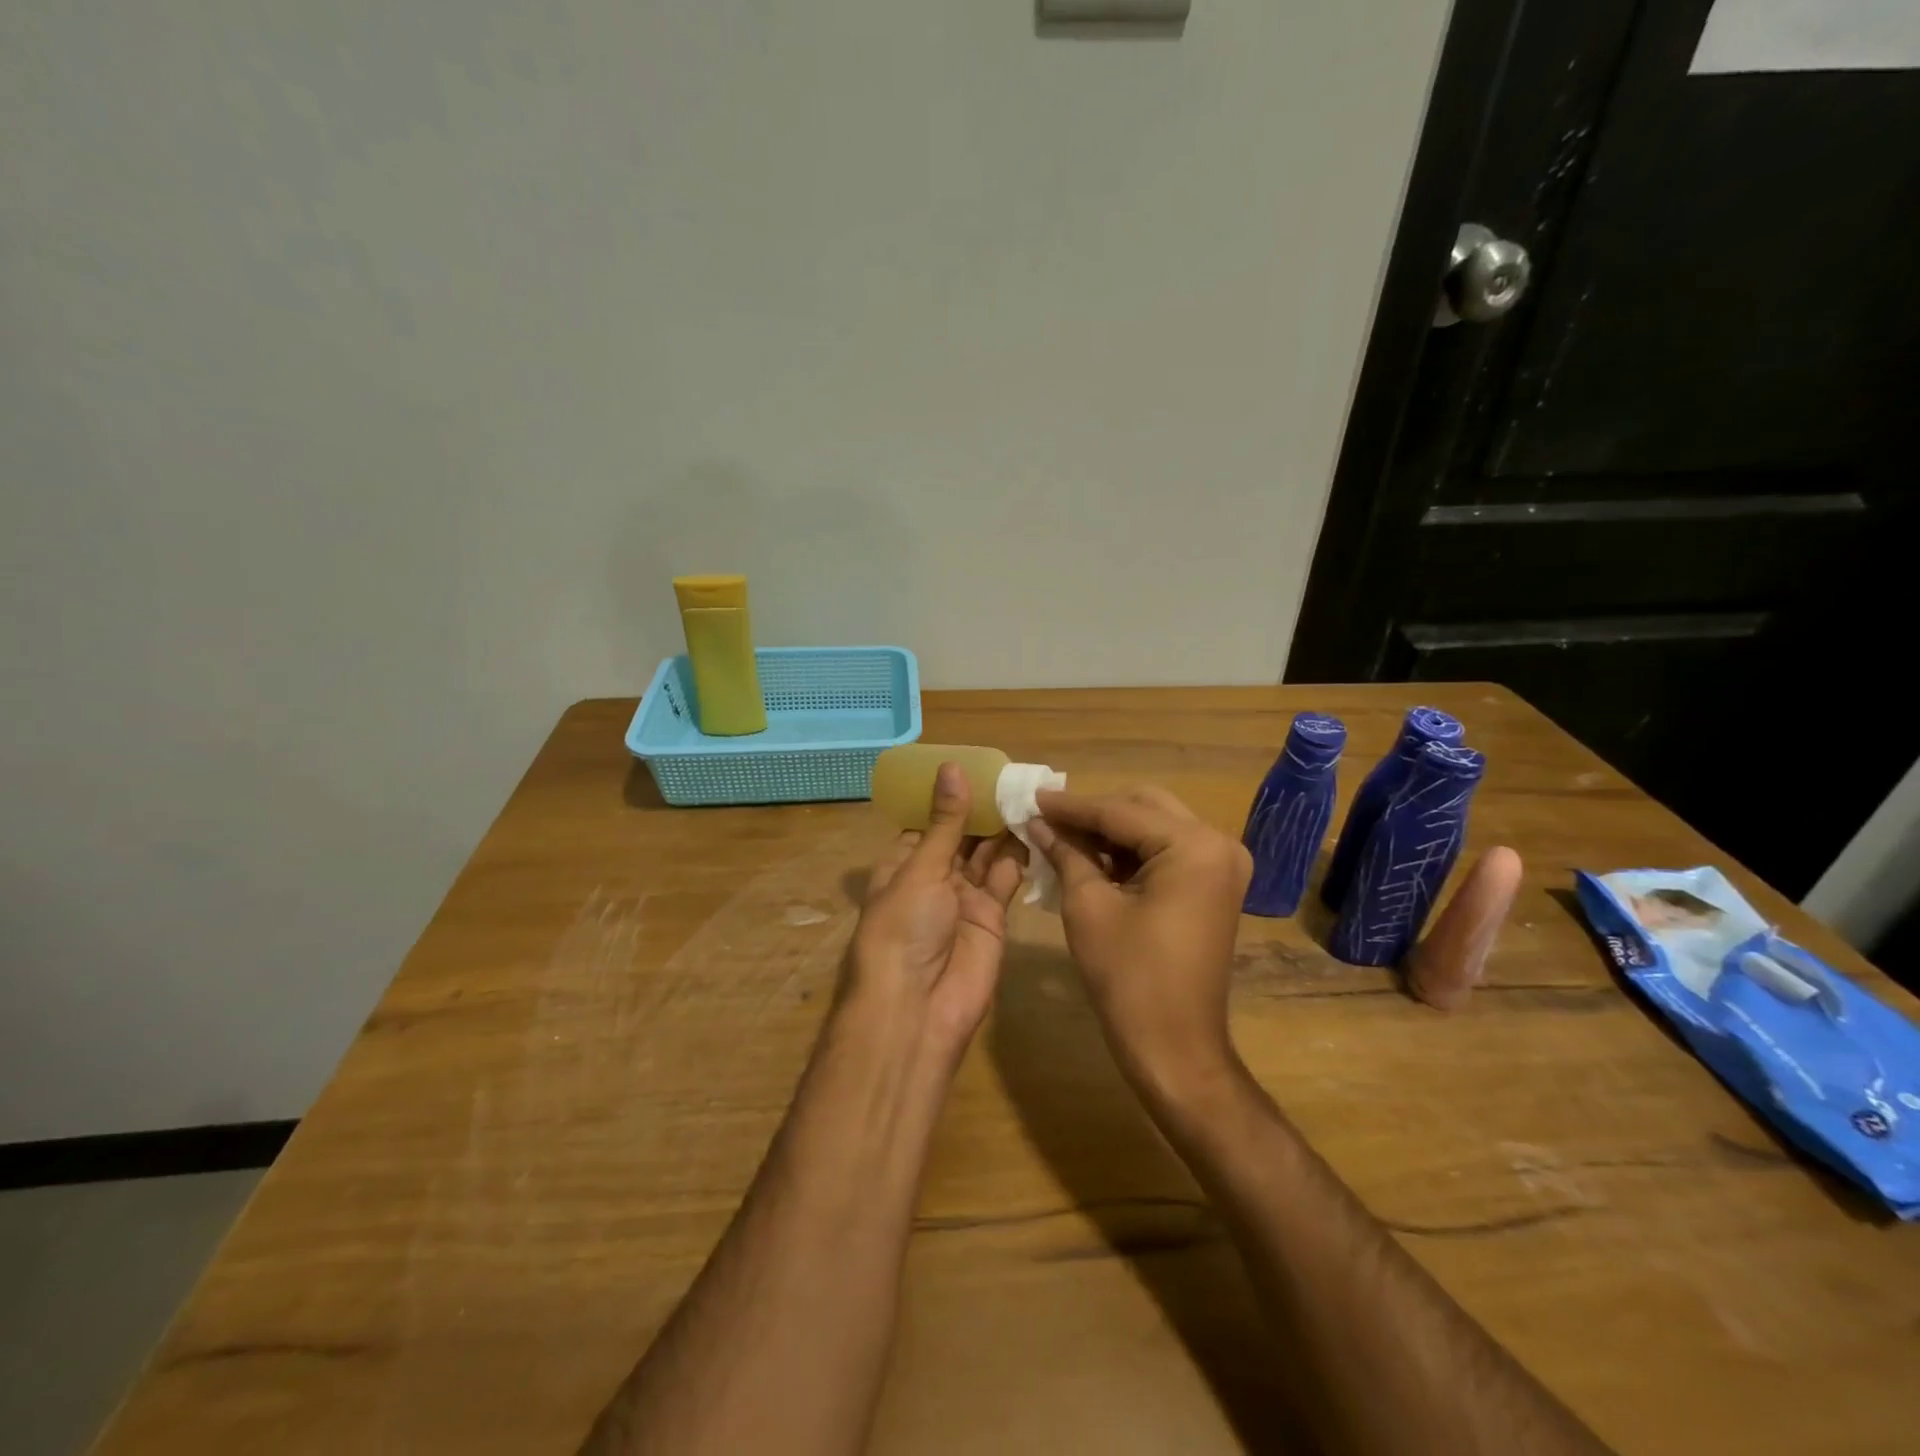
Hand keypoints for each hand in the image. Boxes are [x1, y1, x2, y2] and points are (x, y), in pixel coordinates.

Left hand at [843, 763, 1027, 1064]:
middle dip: (982, 809)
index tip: (978, 764)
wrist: (917, 1009)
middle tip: (1014, 774)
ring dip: (1004, 827)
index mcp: (903, 863)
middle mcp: (933, 878)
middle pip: (961, 835)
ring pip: (986, 854)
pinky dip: (1020, 855)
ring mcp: (964, 898)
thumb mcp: (920, 869)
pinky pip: (1007, 878)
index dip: (949, 795)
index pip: (928, 822)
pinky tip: (1036, 826)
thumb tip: (952, 767)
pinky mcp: (993, 917)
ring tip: (1029, 791)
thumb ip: (945, 822)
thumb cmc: (903, 929)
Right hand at [1026, 786, 1250, 1099]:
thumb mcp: (1088, 907)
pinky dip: (1131, 852)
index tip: (1030, 796)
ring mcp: (1222, 865)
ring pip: (1155, 827)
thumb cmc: (1129, 978)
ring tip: (1062, 837)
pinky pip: (1167, 852)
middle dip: (1093, 813)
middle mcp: (1218, 844)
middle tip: (1047, 818)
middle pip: (1144, 808)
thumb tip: (1039, 822)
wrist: (1175, 1049)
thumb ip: (1066, 853)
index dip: (1070, 805)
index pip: (1120, 811)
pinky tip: (1093, 858)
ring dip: (1111, 831)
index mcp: (1194, 846)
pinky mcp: (1215, 886)